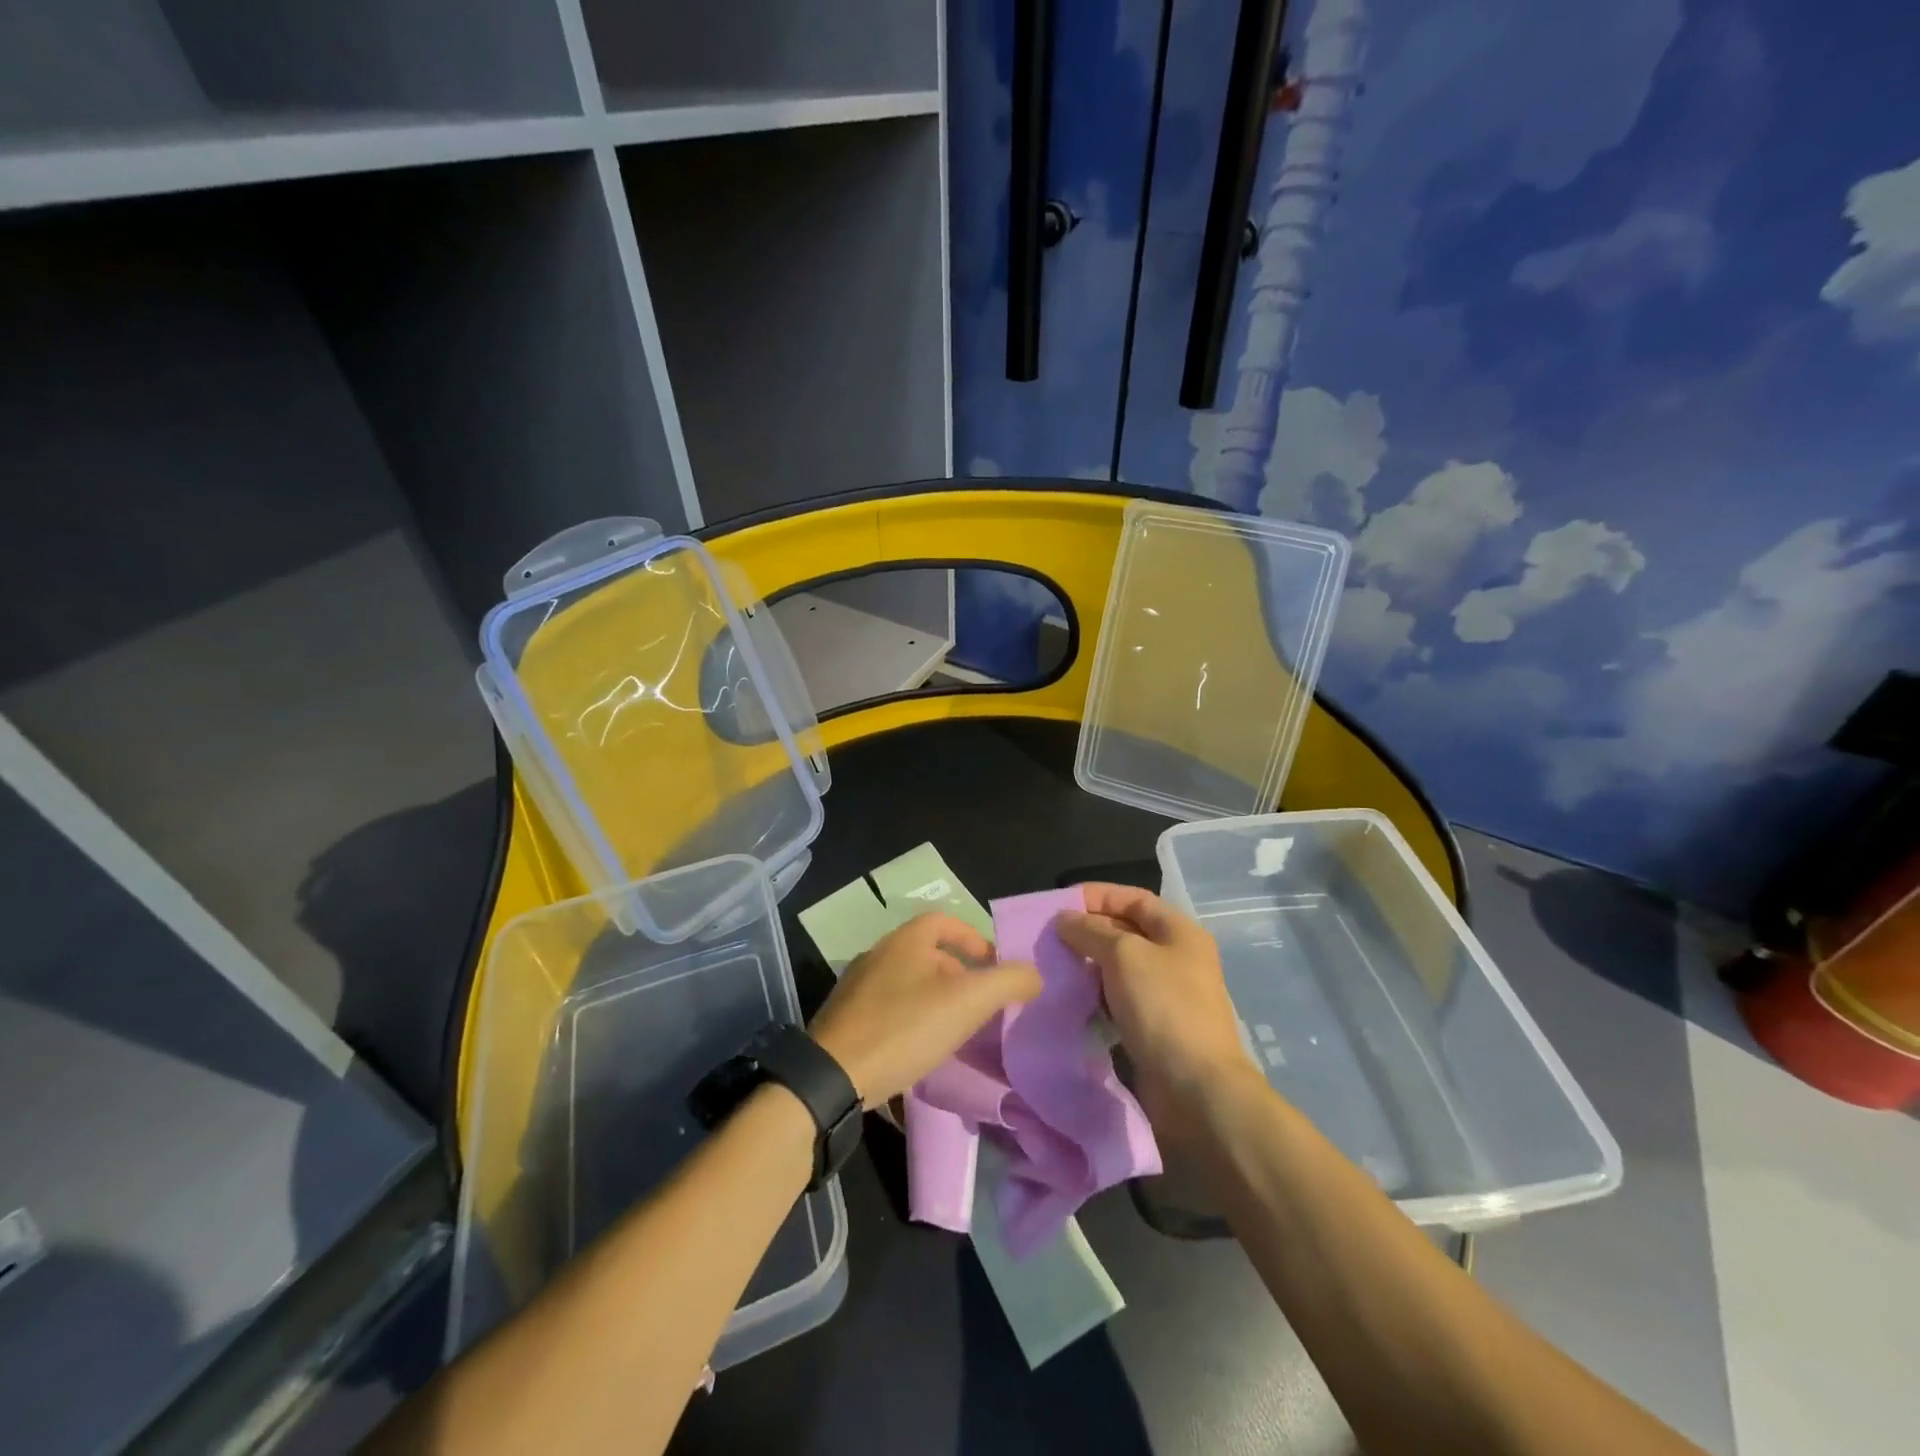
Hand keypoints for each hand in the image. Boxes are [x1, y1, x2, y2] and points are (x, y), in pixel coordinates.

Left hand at [809, 913, 1041, 1107]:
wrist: (832, 1077)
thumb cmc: (904, 1028)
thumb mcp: (967, 1002)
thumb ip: (1007, 982)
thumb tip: (1035, 974)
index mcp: (905, 940)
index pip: (945, 922)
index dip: (974, 938)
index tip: (994, 966)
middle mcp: (878, 954)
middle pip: (928, 953)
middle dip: (959, 974)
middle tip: (981, 1004)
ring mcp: (858, 987)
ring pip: (909, 982)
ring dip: (936, 998)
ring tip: (956, 1029)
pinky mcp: (847, 1019)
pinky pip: (889, 1008)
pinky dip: (912, 1019)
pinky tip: (921, 1048)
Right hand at [1056, 884, 1252, 1129]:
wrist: (1196, 1088)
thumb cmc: (1164, 1007)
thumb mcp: (1124, 955)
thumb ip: (1091, 931)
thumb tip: (1064, 919)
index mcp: (1180, 932)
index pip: (1134, 898)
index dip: (1098, 896)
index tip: (1060, 905)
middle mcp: (1176, 958)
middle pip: (1126, 932)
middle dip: (1087, 931)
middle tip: (1048, 939)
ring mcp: (1166, 995)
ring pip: (1119, 968)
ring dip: (1087, 966)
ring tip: (1052, 967)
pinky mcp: (1153, 1027)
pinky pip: (1118, 1000)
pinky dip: (1094, 996)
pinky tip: (1070, 999)